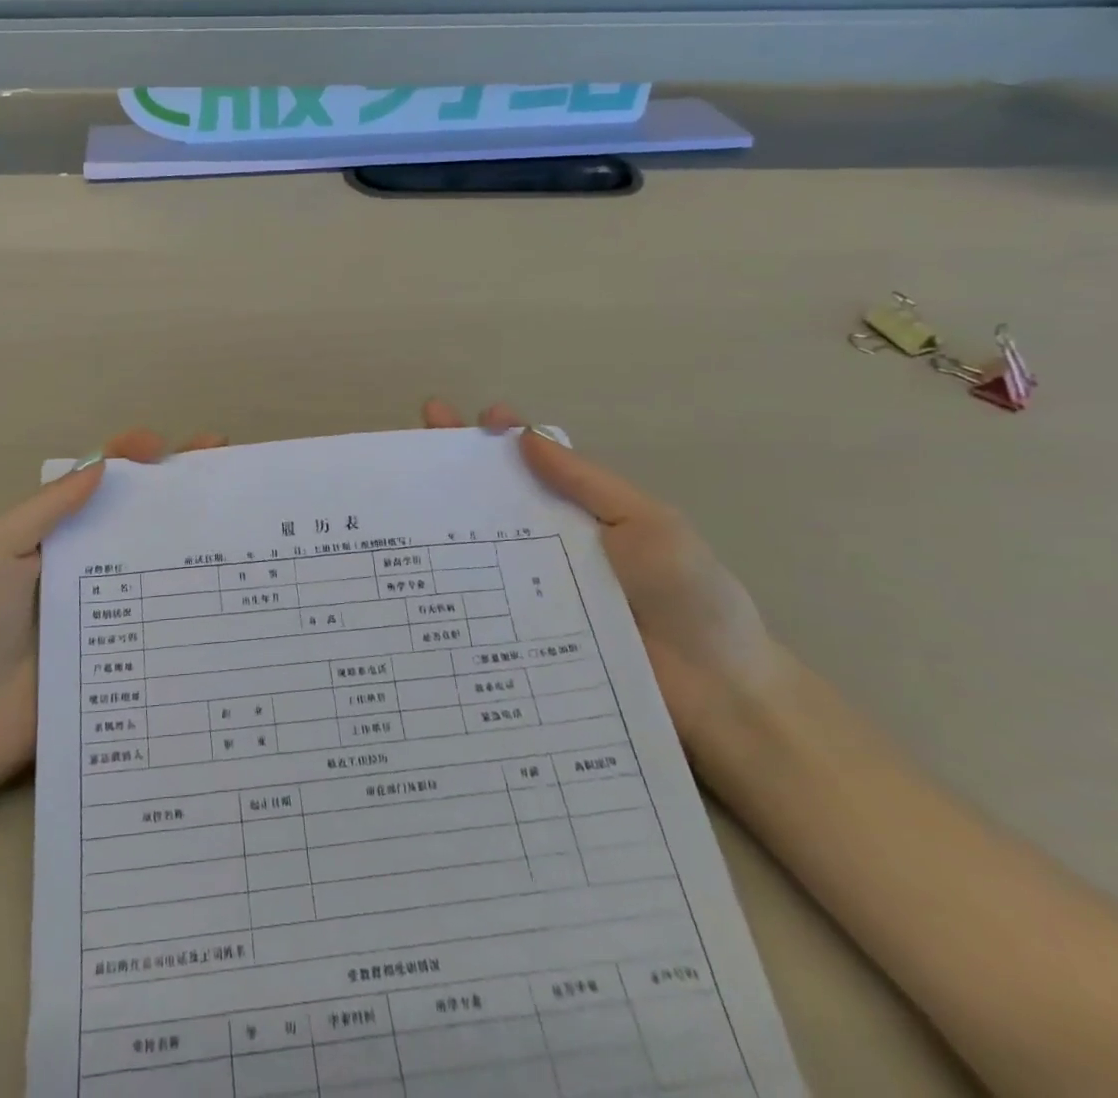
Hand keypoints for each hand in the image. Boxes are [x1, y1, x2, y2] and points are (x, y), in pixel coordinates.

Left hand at [0, 428, 228, 794]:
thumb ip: (45, 511)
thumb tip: (102, 464)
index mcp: (48, 535)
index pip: (92, 482)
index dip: (127, 456)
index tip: (163, 446)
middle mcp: (81, 565)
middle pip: (133, 515)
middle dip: (176, 485)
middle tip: (221, 460)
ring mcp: (103, 611)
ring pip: (153, 562)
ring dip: (190, 536)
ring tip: (235, 516)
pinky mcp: (117, 654)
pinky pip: (157, 620)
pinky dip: (189, 600)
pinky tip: (225, 588)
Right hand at [421, 399, 786, 749]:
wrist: (720, 696)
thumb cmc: (690, 597)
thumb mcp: (648, 525)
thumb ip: (587, 484)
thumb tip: (524, 436)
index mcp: (581, 512)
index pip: (531, 463)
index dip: (497, 437)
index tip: (464, 419)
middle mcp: (549, 545)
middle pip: (493, 498)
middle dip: (453, 466)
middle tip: (409, 442)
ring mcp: (532, 591)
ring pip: (477, 548)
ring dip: (439, 523)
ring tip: (397, 503)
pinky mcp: (522, 634)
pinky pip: (481, 604)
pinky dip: (447, 586)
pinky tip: (414, 575)